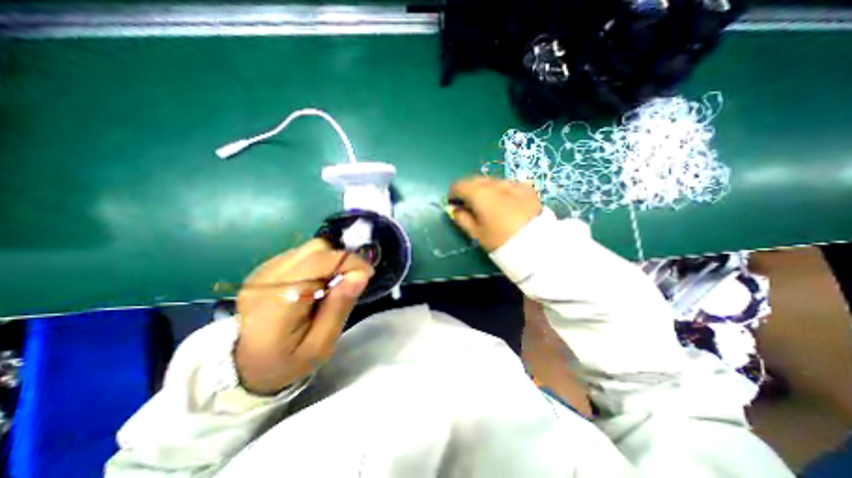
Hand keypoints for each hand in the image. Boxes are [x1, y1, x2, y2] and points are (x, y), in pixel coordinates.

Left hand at [231, 240, 372, 395]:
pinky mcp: (267, 268)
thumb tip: (361, 275)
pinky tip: (317, 283)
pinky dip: (319, 263)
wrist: (246, 366)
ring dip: (331, 261)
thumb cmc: (287, 361)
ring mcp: (264, 270)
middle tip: (351, 281)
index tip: (367, 275)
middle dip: (342, 260)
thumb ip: (339, 307)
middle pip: (316, 248)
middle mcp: (267, 277)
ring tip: (334, 284)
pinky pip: (302, 254)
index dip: (350, 262)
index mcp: (278, 300)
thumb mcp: (320, 345)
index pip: (321, 261)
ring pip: (310, 248)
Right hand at [448, 177, 540, 250]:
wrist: (537, 244)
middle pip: (475, 180)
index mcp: (479, 194)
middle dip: (469, 190)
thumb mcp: (476, 233)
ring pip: (492, 181)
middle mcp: (495, 183)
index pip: (459, 185)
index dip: (453, 194)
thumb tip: (454, 209)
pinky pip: (508, 185)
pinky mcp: (526, 187)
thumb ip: (461, 218)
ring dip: (485, 189)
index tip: (454, 204)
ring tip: (489, 205)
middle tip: (470, 205)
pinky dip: (501, 191)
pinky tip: (506, 204)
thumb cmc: (501, 241)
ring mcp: (512, 183)